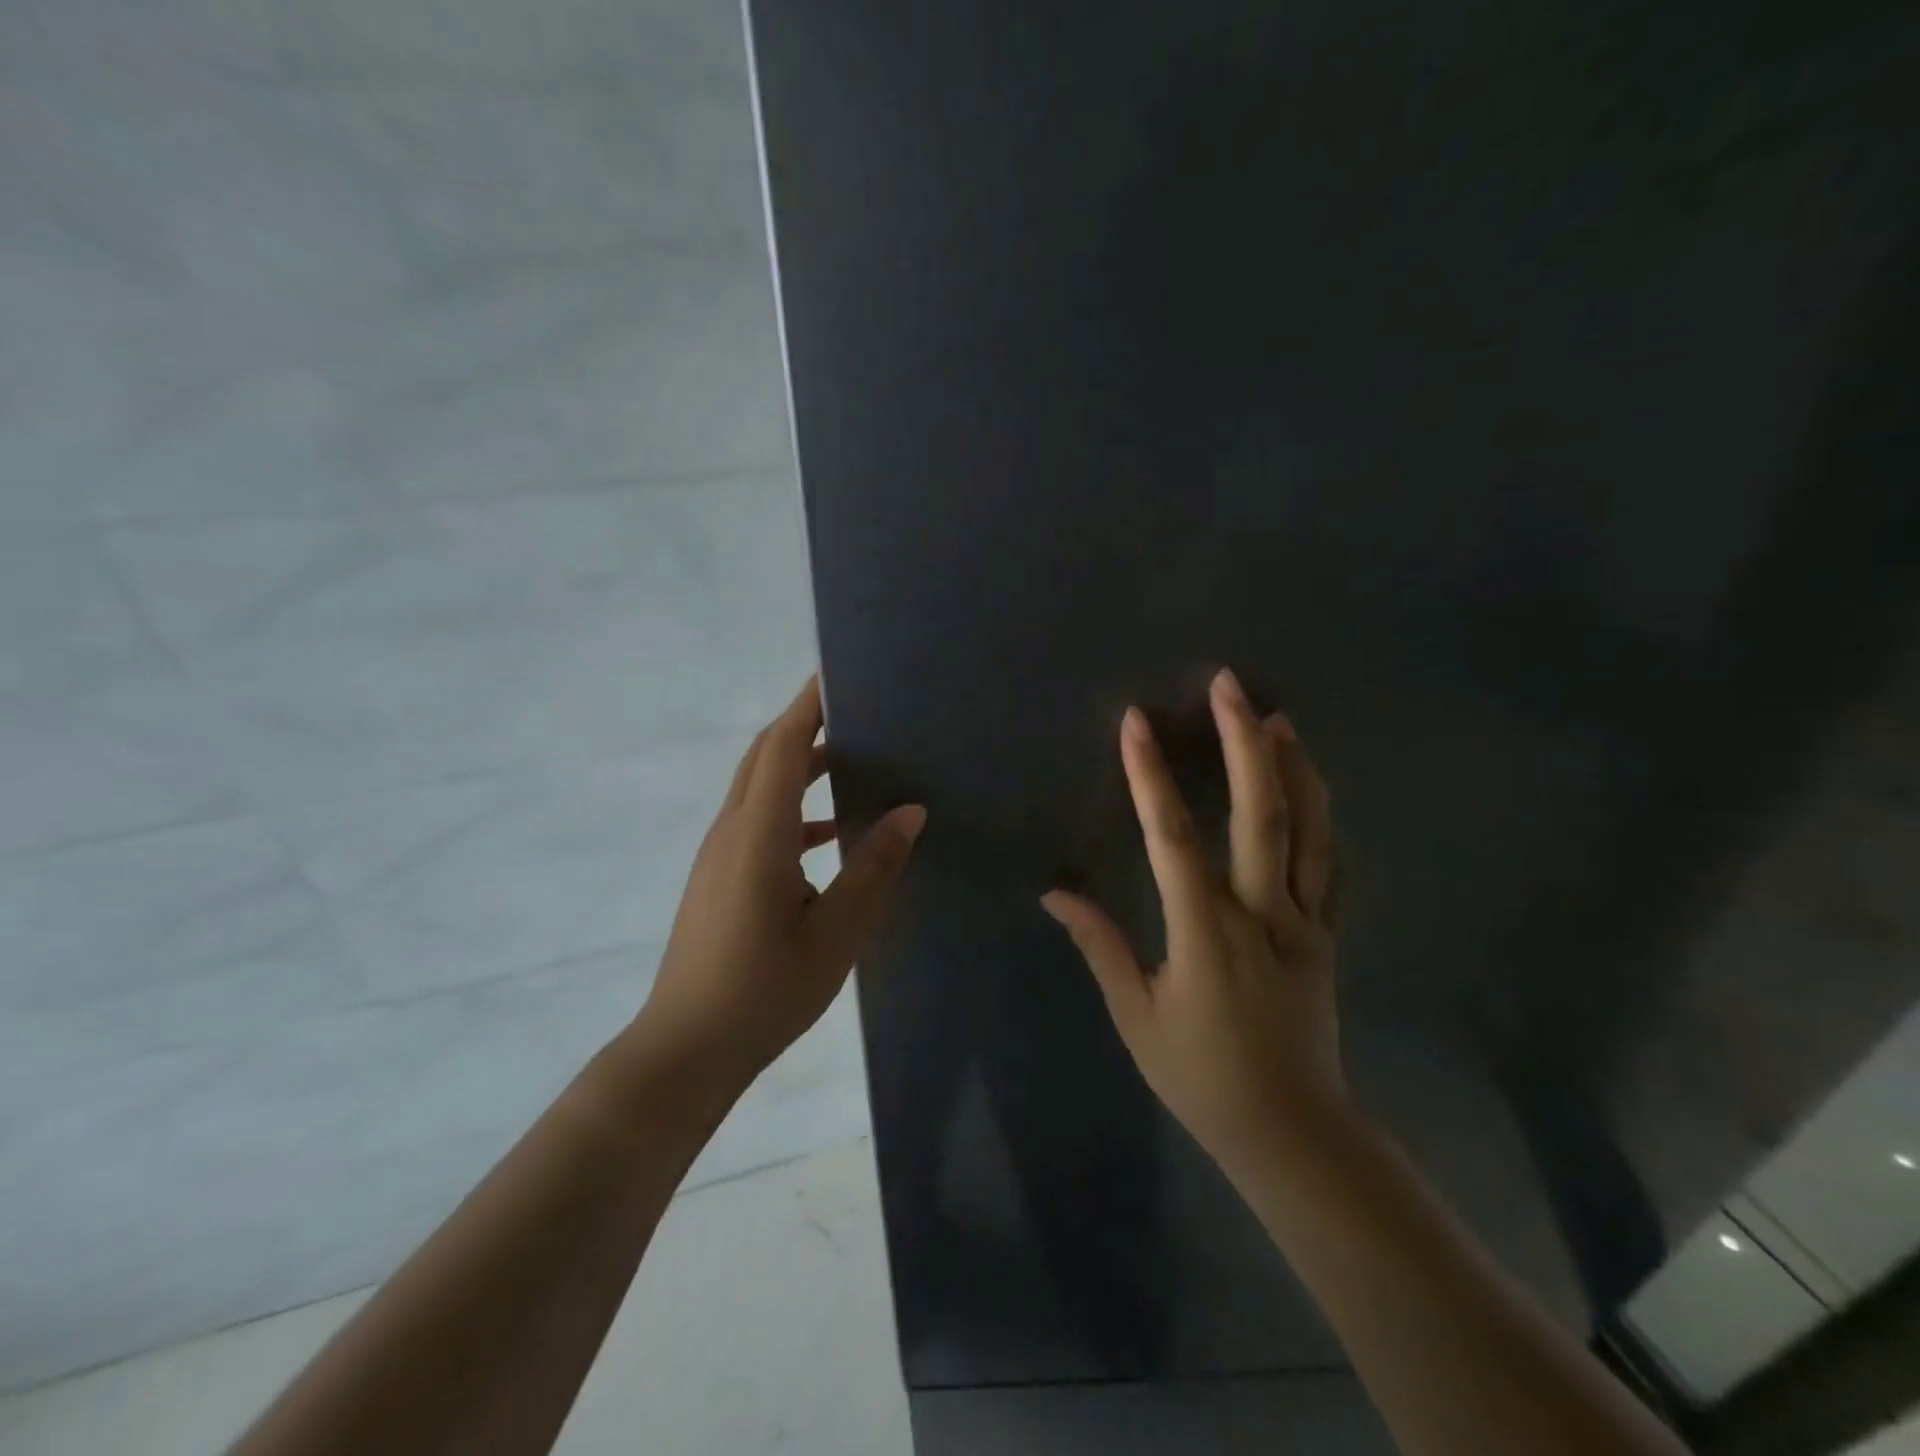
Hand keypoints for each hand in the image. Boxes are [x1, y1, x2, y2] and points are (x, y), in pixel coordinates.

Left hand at [632, 678, 926, 1092]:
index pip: (782, 746)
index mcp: (759, 834)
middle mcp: (732, 831)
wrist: (687, 1048)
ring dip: (799, 766)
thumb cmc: (764, 990)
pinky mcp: (718, 877)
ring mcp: (719, 854)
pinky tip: (830, 836)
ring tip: (851, 762)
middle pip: (765, 756)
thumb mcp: (835, 933)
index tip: (839, 675)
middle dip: (804, 725)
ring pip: (760, 787)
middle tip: (855, 710)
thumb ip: (872, 867)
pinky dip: (792, 808)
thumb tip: (909, 811)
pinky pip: (757, 821)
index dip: (808, 705)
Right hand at [1041, 667, 1343, 1173]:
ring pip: (1309, 830)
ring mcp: (1305, 923)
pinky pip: (1331, 867)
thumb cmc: (1200, 1074)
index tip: (1137, 724)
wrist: (1291, 1130)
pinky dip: (1324, 820)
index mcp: (1206, 933)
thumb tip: (1055, 892)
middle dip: (1244, 743)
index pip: (1173, 839)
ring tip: (1278, 718)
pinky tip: (1314, 787)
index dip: (1150, 776)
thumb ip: (1099, 944)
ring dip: (1294, 768)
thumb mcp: (1136, 1015)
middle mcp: (1262, 914)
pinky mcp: (1328, 936)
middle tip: (1231, 686)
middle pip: (1261, 814)